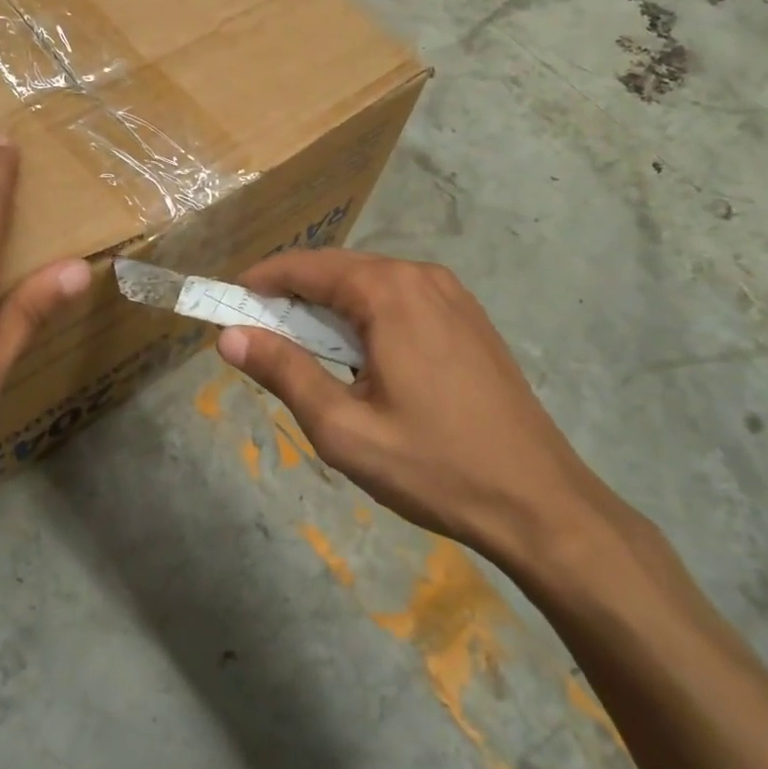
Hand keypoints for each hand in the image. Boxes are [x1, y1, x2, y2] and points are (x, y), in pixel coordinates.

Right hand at [214, 250, 624, 574]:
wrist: (539, 502)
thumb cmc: (433, 466)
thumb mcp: (343, 427)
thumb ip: (284, 372)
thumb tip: (229, 335)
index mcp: (390, 292)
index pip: (308, 266)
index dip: (263, 280)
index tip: (228, 302)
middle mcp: (422, 277)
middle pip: (340, 270)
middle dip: (293, 294)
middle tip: (257, 330)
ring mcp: (453, 296)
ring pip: (371, 284)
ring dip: (330, 306)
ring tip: (300, 346)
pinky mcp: (469, 319)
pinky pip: (402, 300)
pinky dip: (366, 315)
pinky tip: (357, 354)